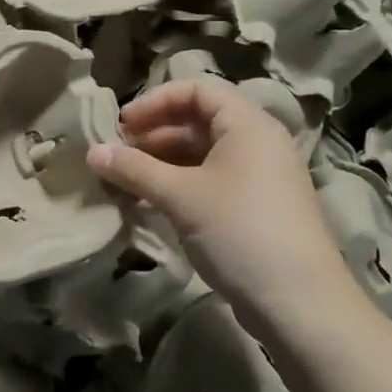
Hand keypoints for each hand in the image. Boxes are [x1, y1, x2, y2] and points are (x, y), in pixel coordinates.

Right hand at [88, 79, 351, 340]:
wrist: (299, 302)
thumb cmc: (239, 230)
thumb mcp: (180, 196)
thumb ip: (134, 170)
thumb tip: (92, 152)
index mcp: (247, 124)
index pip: (198, 89)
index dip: (156, 101)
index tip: (123, 124)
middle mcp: (258, 142)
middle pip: (199, 121)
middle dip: (155, 134)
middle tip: (119, 155)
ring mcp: (261, 177)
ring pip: (204, 155)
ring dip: (163, 163)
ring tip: (127, 183)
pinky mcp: (258, 208)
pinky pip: (212, 181)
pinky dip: (180, 186)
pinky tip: (150, 205)